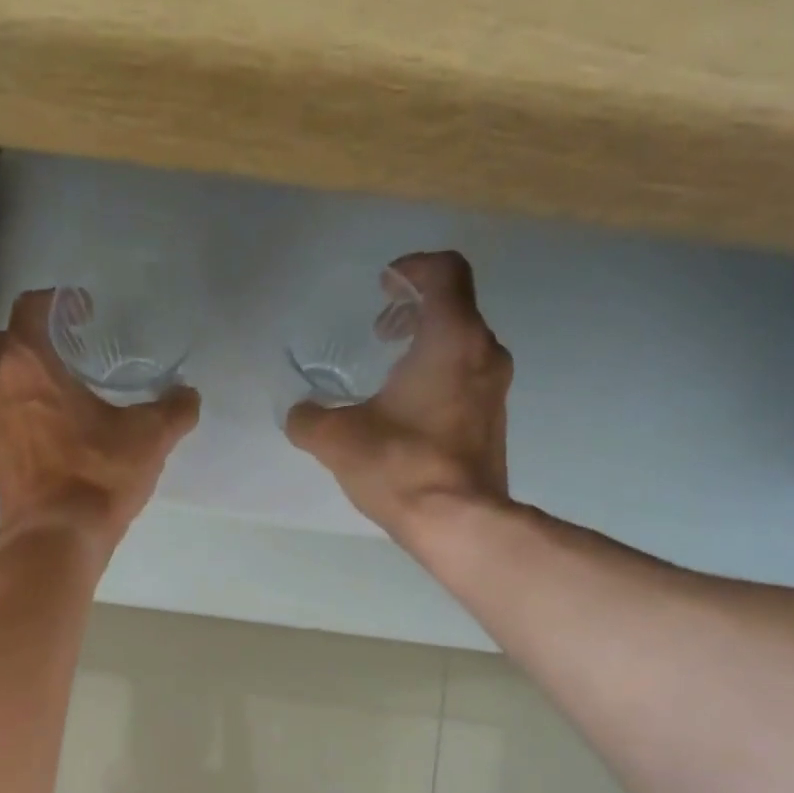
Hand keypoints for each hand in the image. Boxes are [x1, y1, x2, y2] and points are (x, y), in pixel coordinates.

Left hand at [0, 290, 199, 550]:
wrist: (56, 540)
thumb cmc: (97, 476)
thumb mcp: (149, 438)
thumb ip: (174, 410)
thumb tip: (189, 395)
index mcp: (28, 365)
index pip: (30, 309)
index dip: (57, 302)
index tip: (83, 312)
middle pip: (8, 343)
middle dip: (38, 340)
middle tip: (74, 350)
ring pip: (2, 384)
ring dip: (29, 380)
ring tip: (67, 394)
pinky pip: (5, 421)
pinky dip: (25, 415)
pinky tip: (57, 436)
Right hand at [285, 251, 512, 545]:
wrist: (459, 523)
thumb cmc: (402, 465)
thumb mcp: (338, 439)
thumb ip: (309, 419)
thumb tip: (298, 415)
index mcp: (451, 337)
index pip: (444, 272)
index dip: (412, 269)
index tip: (384, 286)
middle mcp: (483, 353)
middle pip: (455, 307)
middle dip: (415, 311)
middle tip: (381, 332)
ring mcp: (494, 391)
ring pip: (463, 345)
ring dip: (427, 347)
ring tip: (391, 377)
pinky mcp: (493, 424)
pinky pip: (467, 380)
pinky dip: (439, 379)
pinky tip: (408, 415)